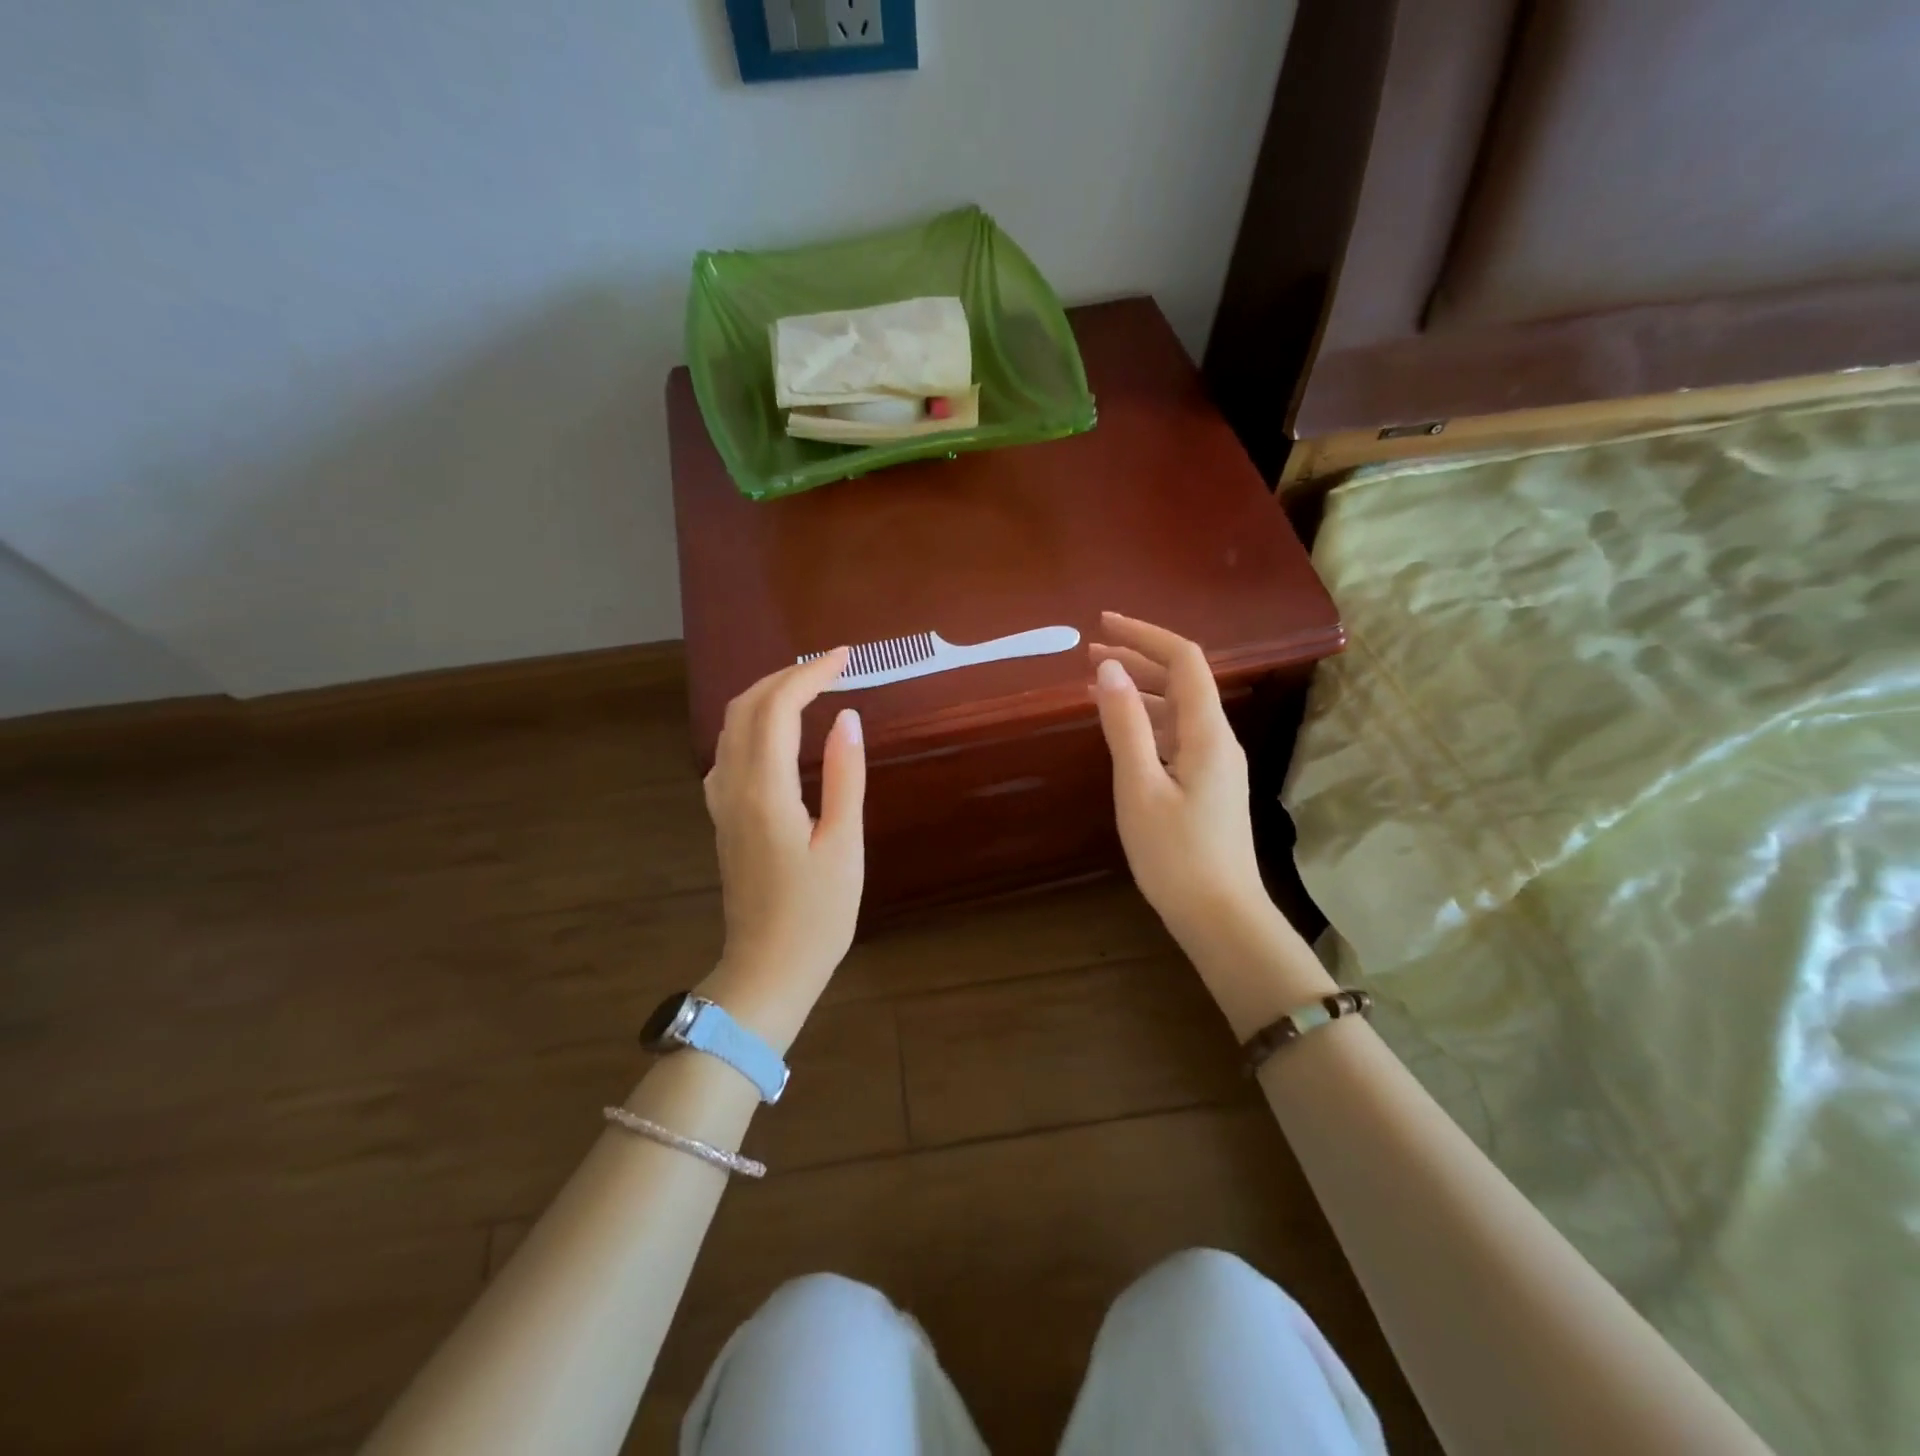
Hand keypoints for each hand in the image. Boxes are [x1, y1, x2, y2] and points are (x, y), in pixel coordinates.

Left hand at [700, 649, 864, 1045]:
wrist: (767, 970)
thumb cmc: (816, 914)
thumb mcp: (844, 845)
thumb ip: (844, 776)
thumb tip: (847, 718)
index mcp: (765, 790)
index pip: (778, 707)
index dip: (809, 674)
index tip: (844, 658)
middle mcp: (733, 786)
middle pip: (745, 707)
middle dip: (784, 676)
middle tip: (829, 668)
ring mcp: (721, 802)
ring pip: (730, 726)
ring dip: (766, 696)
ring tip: (808, 690)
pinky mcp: (723, 817)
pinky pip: (728, 751)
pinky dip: (754, 724)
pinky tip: (778, 736)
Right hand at [1088, 614, 1329, 1027]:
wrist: (1220, 917)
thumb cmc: (1176, 854)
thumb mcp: (1139, 787)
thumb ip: (1125, 725)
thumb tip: (1110, 668)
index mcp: (1206, 732)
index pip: (1183, 660)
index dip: (1146, 634)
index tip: (1104, 624)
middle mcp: (1217, 739)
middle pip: (1182, 681)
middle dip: (1138, 660)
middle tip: (1090, 654)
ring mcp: (1215, 764)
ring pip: (1178, 710)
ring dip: (1140, 692)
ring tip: (1096, 687)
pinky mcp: (1207, 786)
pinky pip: (1176, 737)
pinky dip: (1147, 724)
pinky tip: (1121, 732)